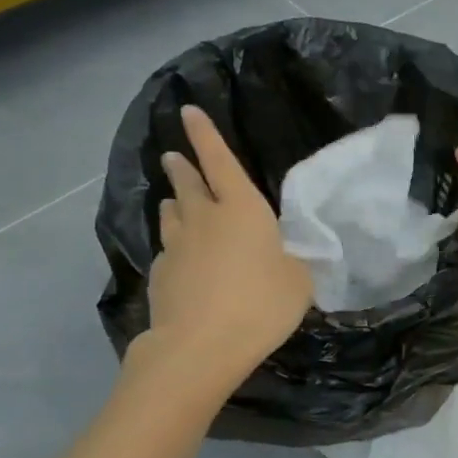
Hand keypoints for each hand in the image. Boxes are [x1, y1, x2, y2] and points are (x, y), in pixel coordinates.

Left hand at [142, 105, 313, 386]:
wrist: (200, 346)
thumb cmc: (260, 305)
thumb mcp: (299, 282)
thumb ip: (293, 261)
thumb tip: (285, 255)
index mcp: (242, 209)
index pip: (220, 161)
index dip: (205, 135)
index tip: (188, 111)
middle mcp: (204, 219)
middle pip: (188, 184)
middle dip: (183, 167)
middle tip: (174, 157)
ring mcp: (176, 246)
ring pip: (172, 215)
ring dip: (174, 205)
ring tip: (175, 203)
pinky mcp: (159, 275)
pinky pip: (167, 251)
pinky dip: (174, 248)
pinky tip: (179, 262)